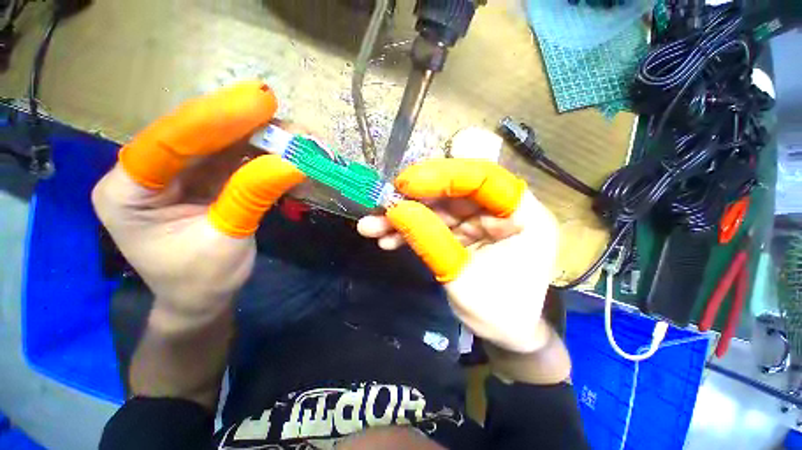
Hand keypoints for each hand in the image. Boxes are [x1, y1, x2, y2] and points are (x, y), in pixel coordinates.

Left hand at [92, 81, 304, 321]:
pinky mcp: (201, 180)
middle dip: (236, 121)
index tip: (257, 102)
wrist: (202, 299)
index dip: (214, 119)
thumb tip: (291, 164)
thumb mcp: (227, 240)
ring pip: (215, 144)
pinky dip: (257, 154)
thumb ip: (252, 197)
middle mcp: (147, 173)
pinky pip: (230, 159)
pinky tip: (280, 148)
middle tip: (273, 104)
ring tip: (286, 129)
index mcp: (128, 191)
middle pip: (193, 136)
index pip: (169, 142)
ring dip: (252, 136)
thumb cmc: (202, 280)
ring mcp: (175, 174)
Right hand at [358, 159, 558, 352]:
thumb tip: (396, 211)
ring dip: (404, 217)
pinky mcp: (463, 232)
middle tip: (381, 204)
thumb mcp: (464, 281)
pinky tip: (388, 240)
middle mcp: (501, 211)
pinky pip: (434, 224)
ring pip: (438, 208)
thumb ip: (431, 242)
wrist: (507, 335)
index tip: (406, 184)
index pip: (484, 179)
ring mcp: (479, 220)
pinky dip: (411, 231)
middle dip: (414, 199)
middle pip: (453, 191)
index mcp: (523, 216)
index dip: (444, 176)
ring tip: (371, 227)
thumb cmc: (500, 314)